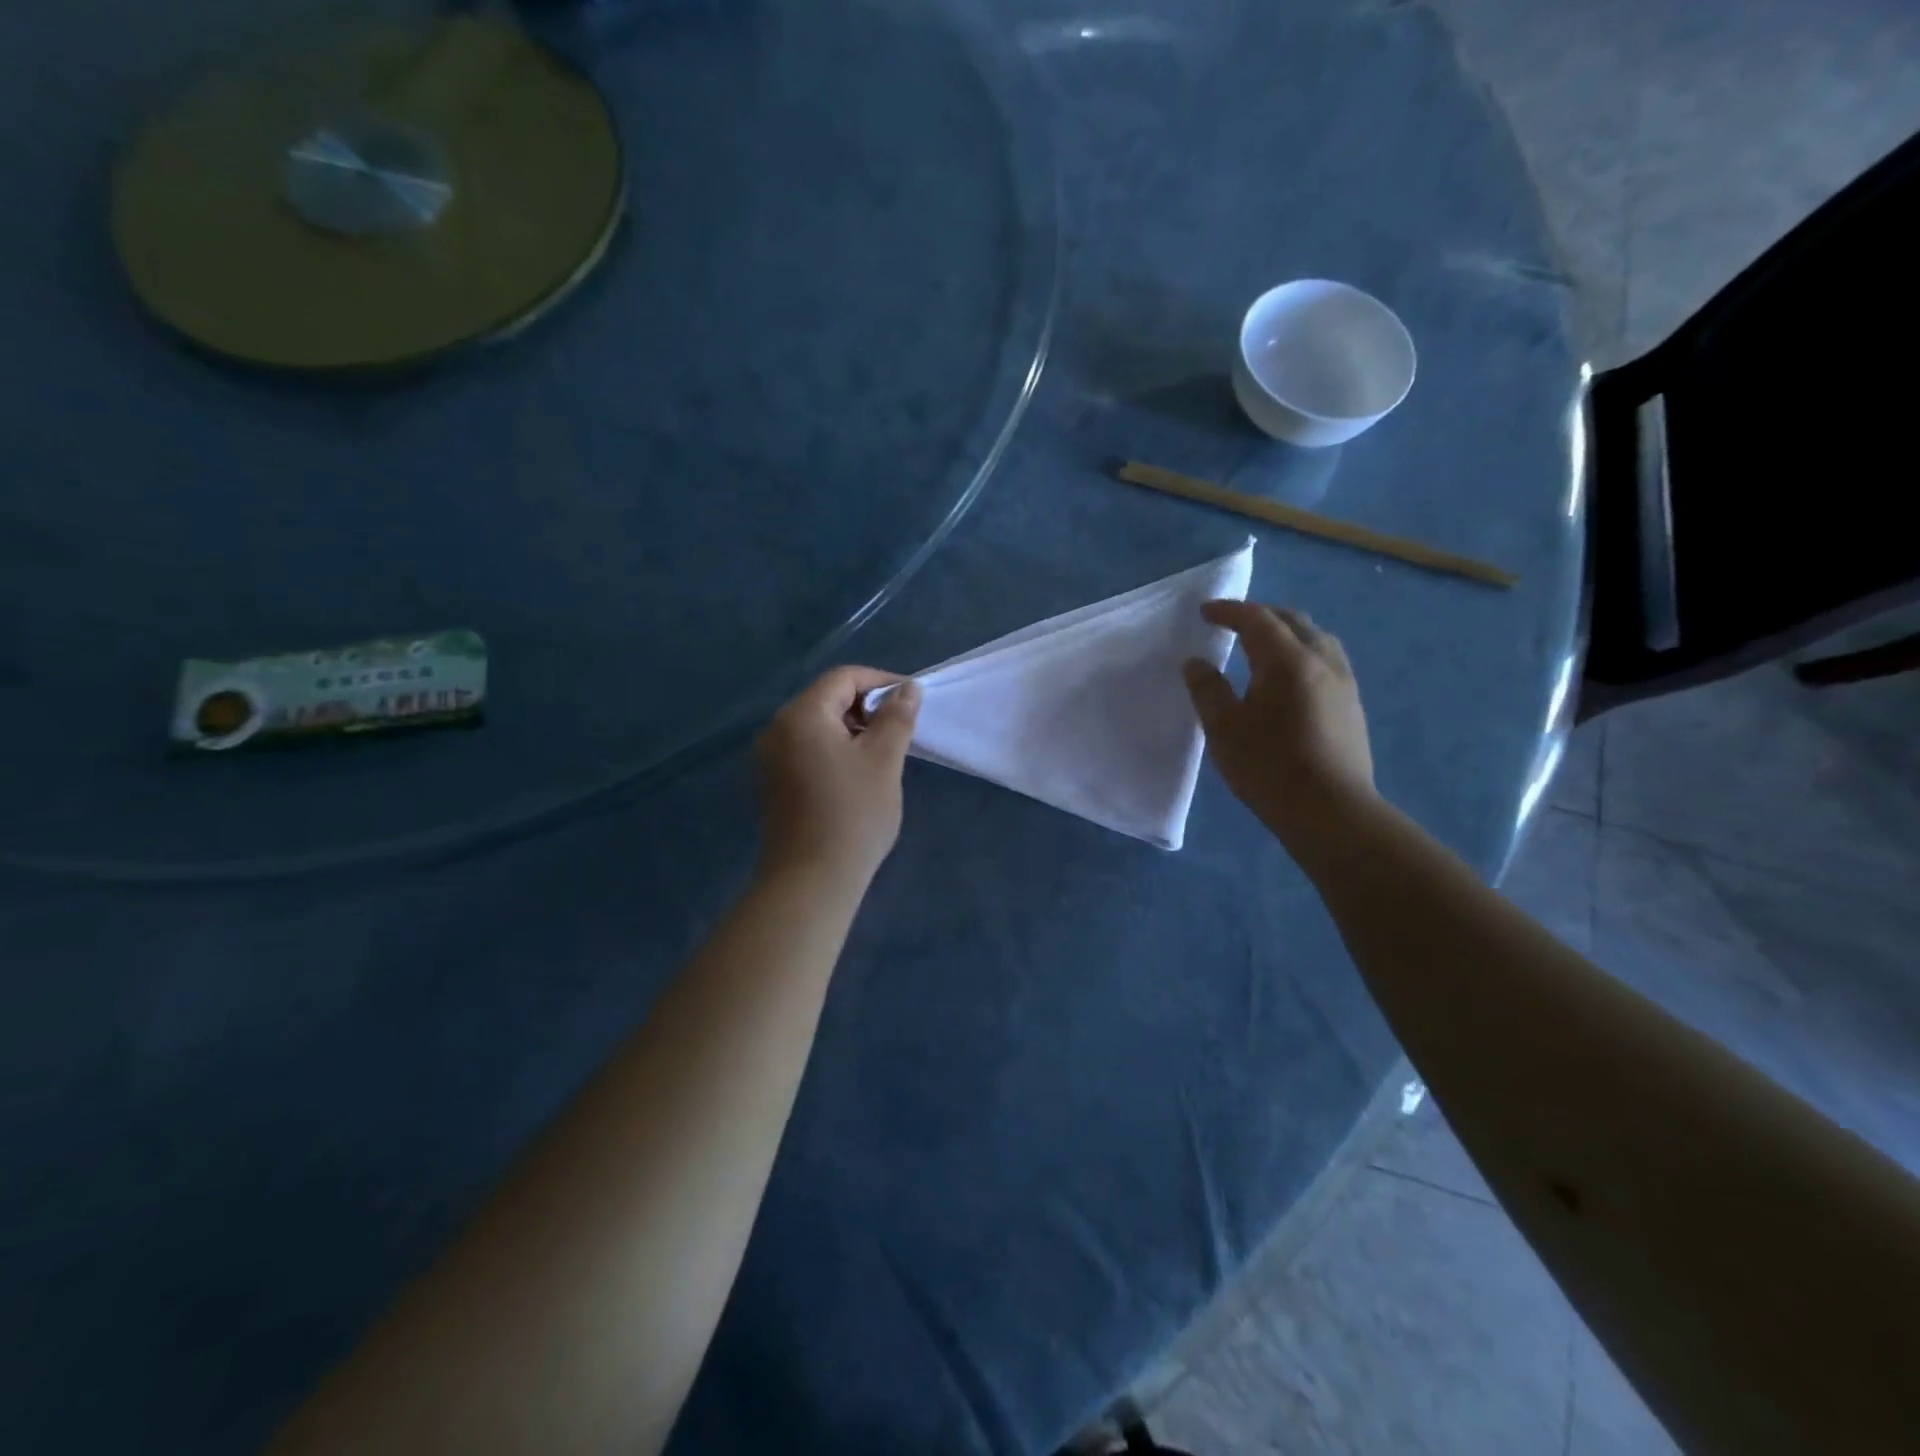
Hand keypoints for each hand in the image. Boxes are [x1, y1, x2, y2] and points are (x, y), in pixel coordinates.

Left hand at [754, 667, 921, 888]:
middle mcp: (776, 729)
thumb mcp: (883, 760)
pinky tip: (857, 774)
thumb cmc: (852, 815)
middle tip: (900, 730)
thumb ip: (896, 717)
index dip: (881, 681)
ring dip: (852, 729)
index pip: (842, 678)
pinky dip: (834, 749)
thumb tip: (908, 688)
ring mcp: (769, 758)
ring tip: (883, 752)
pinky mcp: (772, 782)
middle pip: (826, 698)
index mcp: (800, 716)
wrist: (811, 881)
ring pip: (817, 725)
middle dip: (866, 706)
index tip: (911, 700)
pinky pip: (806, 748)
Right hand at [1182, 602, 1374, 849]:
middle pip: (1293, 621)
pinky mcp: (1353, 706)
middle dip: (1261, 615)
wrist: (1332, 812)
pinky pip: (1327, 660)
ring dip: (1287, 632)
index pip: (1257, 619)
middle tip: (1233, 623)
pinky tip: (1291, 677)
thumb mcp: (1223, 730)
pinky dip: (1303, 652)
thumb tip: (1196, 662)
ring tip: (1264, 646)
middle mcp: (1322, 661)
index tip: (1205, 612)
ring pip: (1316, 638)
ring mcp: (1344, 683)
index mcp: (1288, 661)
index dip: (1229, 611)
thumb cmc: (1270, 768)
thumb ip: (1207, 690)